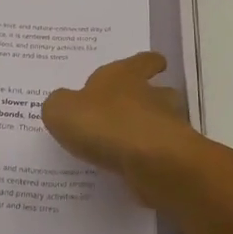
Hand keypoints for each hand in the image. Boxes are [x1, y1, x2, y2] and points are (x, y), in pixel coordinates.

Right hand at [42, 52, 201, 197]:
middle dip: (150, 99)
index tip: (154, 65)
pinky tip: (130, 172)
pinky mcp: (172, 159)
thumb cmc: (104, 123)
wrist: (149, 162)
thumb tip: (63, 103)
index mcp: (126, 75)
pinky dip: (148, 162)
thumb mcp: (62, 110)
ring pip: (163, 124)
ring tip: (127, 146)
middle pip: (160, 92)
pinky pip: (159, 156)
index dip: (148, 63)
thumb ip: (60, 104)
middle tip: (131, 111)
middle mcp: (152, 96)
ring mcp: (167, 128)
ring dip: (149, 131)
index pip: (144, 61)